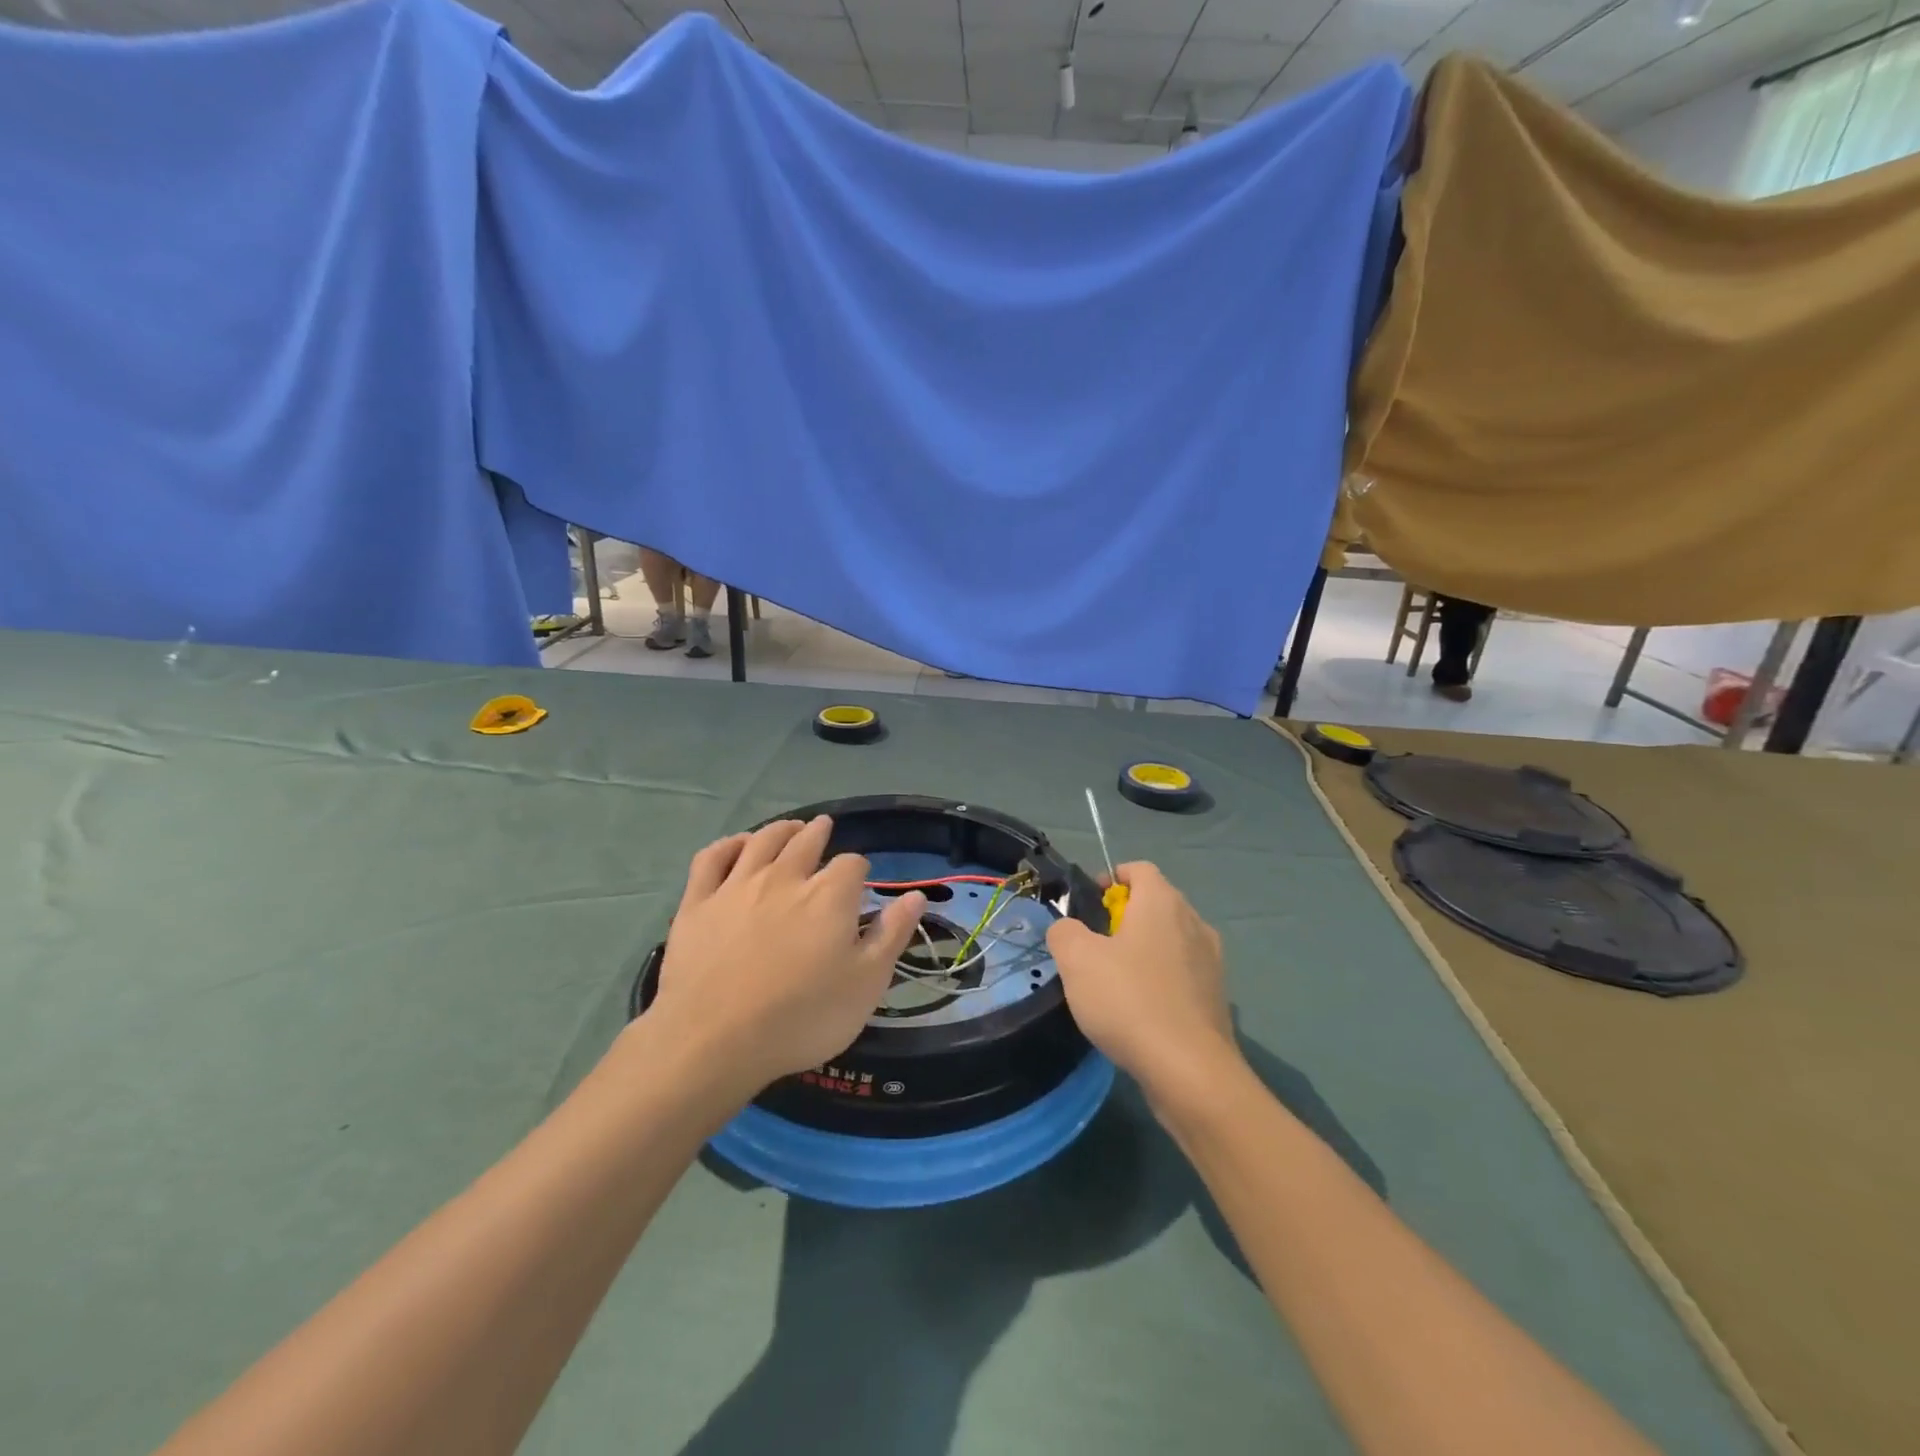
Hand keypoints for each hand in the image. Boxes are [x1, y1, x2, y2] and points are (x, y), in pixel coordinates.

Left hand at [641, 816, 925, 1101]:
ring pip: (762, 841)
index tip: (858, 884)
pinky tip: (738, 845)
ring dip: (780, 829)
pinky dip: (729, 844)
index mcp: (829, 895)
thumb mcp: (865, 984)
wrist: (714, 1040)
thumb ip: (891, 935)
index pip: (852, 865)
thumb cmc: (802, 1017)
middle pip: (806, 841)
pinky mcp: (698, 903)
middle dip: (819, 832)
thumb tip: (915, 895)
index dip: (858, 870)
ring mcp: (737, 886)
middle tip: (823, 828)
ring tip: (790, 828)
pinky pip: (713, 858)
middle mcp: (785, 877)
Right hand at [1046, 862, 1239, 1102]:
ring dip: (1142, 950)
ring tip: (1114, 981)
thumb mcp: (1076, 960)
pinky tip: (1140, 1010)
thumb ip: (1064, 931)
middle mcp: (1193, 922)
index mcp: (1162, 903)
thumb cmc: (1129, 1000)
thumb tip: (1068, 929)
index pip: (1139, 869)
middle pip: (1156, 902)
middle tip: (1094, 945)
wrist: (1190, 1071)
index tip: (1088, 905)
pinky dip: (1160, 979)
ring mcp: (1211, 961)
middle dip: (1123, 916)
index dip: (1111, 878)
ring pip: (1170, 939)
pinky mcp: (1216, 997)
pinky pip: (1182, 973)